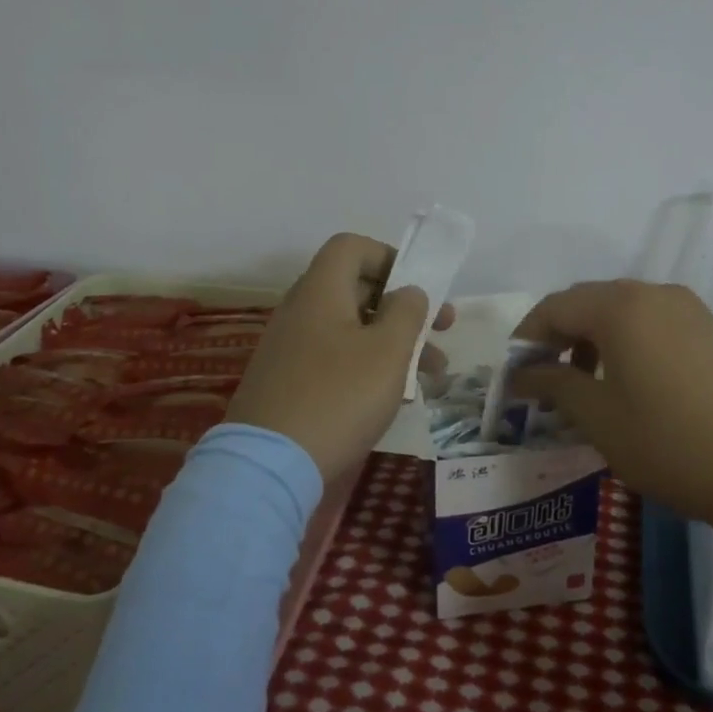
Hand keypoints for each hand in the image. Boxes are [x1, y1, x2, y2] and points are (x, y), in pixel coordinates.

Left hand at [225, 233, 452, 481]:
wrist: (269, 465)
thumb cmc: (339, 396)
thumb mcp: (388, 350)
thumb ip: (407, 311)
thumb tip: (409, 291)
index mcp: (320, 290)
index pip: (352, 246)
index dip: (390, 256)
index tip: (419, 288)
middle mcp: (301, 310)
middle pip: (357, 289)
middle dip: (405, 307)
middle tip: (442, 329)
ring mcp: (290, 348)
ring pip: (352, 329)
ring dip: (394, 343)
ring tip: (434, 374)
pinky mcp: (288, 382)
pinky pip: (335, 358)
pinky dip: (368, 367)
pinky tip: (395, 397)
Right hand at [511, 281, 712, 533]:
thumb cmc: (671, 443)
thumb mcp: (599, 418)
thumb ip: (553, 385)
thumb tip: (520, 374)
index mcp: (621, 307)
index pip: (555, 307)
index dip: (526, 338)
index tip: (513, 374)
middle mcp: (655, 294)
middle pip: (589, 303)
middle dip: (559, 337)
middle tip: (544, 380)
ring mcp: (691, 310)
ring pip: (624, 312)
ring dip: (594, 341)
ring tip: (585, 386)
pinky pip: (656, 324)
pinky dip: (629, 345)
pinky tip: (632, 385)